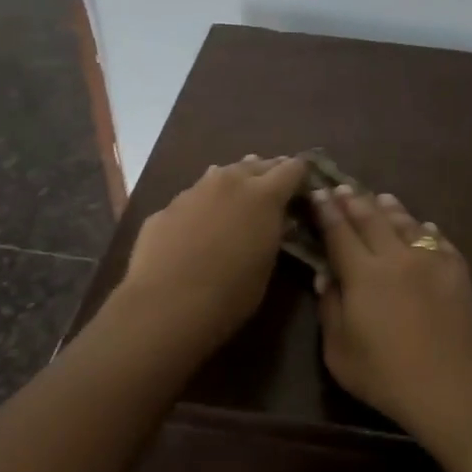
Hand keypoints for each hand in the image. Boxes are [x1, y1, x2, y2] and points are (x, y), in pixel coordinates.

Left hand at [119, 155, 307, 349]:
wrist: (166, 305)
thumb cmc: (230, 294)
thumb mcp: (266, 265)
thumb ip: (273, 234)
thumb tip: (275, 220)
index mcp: (264, 195)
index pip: (293, 168)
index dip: (301, 176)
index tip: (305, 187)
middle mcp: (229, 182)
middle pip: (256, 165)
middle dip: (268, 174)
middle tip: (275, 189)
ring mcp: (193, 191)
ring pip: (221, 174)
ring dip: (234, 183)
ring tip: (238, 196)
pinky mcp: (166, 208)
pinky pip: (193, 197)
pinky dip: (204, 205)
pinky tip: (199, 225)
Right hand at [312, 185, 471, 448]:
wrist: (452, 387)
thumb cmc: (386, 376)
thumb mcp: (339, 351)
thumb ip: (330, 309)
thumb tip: (327, 276)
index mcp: (363, 274)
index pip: (339, 232)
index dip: (327, 211)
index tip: (319, 192)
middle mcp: (396, 257)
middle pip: (372, 219)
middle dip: (354, 201)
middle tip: (343, 187)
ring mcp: (431, 261)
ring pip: (407, 224)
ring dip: (390, 208)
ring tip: (381, 198)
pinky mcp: (458, 272)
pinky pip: (438, 241)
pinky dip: (425, 230)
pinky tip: (424, 226)